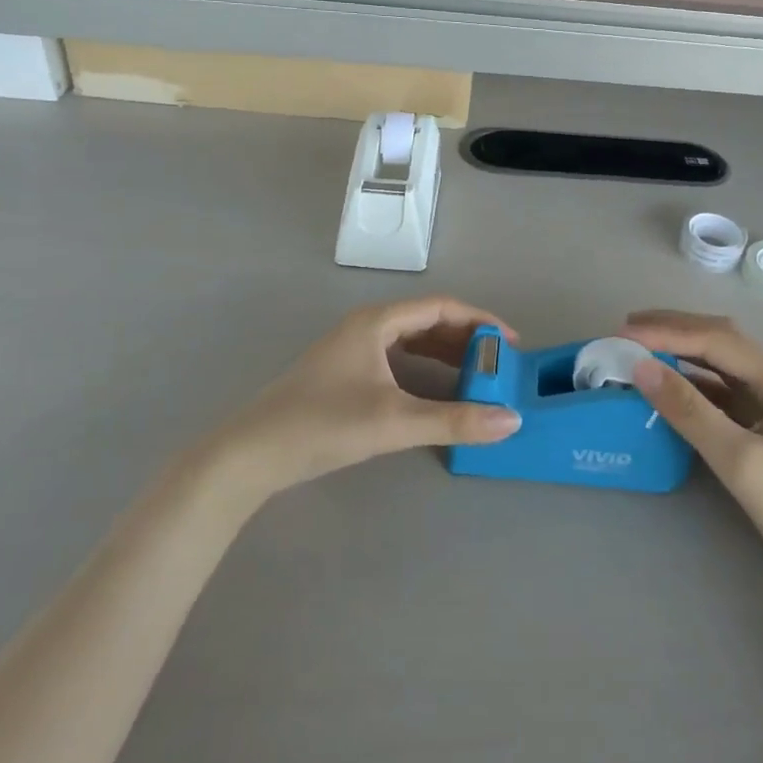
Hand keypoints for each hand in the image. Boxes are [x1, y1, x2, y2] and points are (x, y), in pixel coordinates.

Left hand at [216, 297, 521, 498]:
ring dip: (445, 355)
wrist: (251, 455)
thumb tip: (511, 421)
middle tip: (499, 363)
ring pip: (410, 341)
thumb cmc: (323, 424)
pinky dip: (424, 370)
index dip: (480, 321)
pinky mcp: (344, 374)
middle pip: (427, 321)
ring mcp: (352, 350)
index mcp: (377, 322)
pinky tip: (435, 393)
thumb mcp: (395, 422)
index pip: (441, 307)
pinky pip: (396, 360)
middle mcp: (366, 327)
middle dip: (465, 339)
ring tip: (477, 377)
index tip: (511, 343)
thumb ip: (455, 421)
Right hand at [621, 311, 762, 594]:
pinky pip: (722, 391)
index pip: (714, 338)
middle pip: (719, 339)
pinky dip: (692, 382)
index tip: (622, 334)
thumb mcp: (738, 458)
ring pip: (720, 363)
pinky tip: (669, 387)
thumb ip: (688, 409)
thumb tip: (641, 367)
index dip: (666, 331)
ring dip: (681, 352)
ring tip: (641, 350)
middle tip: (627, 328)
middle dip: (673, 328)